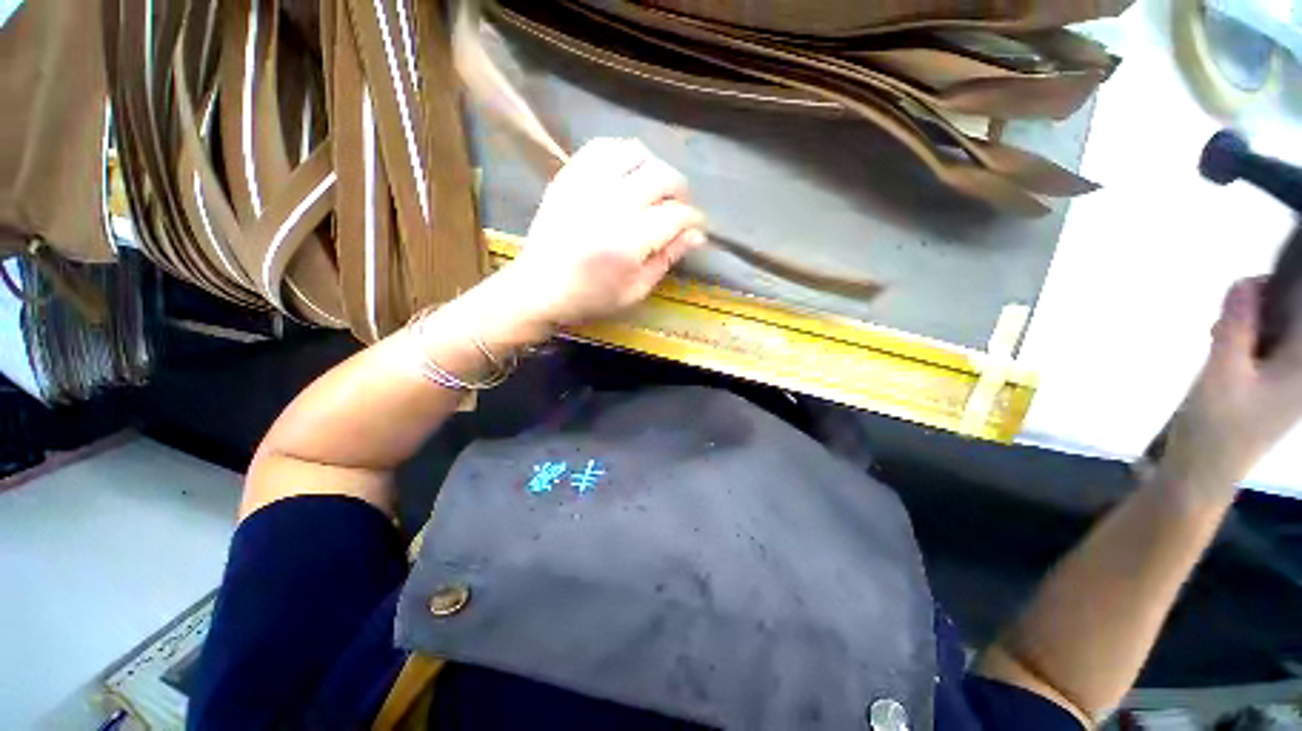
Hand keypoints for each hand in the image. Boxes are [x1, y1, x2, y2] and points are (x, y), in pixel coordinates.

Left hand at [498, 138, 706, 329]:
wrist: (539, 288)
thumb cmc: (590, 298)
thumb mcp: (635, 291)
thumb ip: (666, 259)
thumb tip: (696, 235)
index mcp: (628, 242)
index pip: (676, 216)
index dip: (693, 219)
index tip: (696, 226)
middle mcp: (610, 205)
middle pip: (661, 177)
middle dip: (680, 191)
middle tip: (678, 207)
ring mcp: (586, 185)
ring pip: (635, 153)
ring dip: (654, 167)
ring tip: (654, 187)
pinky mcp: (568, 176)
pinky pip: (602, 147)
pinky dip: (622, 154)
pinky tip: (627, 172)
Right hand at [1159, 277, 1301, 493]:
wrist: (1205, 471)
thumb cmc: (1216, 425)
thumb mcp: (1220, 373)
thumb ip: (1235, 327)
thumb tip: (1244, 282)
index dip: (1282, 285)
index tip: (1248, 286)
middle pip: (1295, 315)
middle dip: (1264, 301)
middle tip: (1229, 312)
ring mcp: (1294, 377)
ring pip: (1282, 327)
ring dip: (1255, 319)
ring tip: (1223, 330)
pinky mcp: (1278, 383)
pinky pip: (1272, 343)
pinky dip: (1251, 335)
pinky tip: (1228, 343)